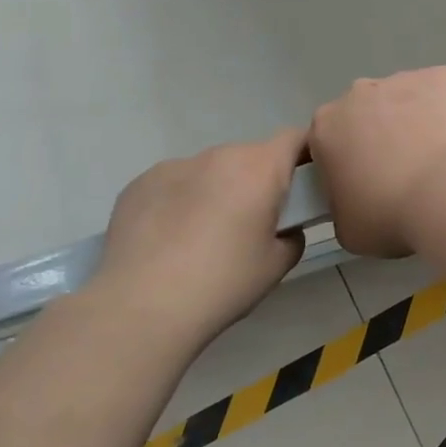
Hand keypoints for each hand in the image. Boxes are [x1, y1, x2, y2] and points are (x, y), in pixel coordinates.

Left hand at [91, 129, 306, 345]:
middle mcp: (219, 156)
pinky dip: (181, 200)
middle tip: (253, 221)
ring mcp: (175, 166)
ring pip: (211, 169)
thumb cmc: (223, 283)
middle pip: (251, 156)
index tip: (304, 181)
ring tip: (204, 234)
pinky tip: (170, 238)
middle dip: (257, 180)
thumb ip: (292, 236)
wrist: (141, 308)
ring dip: (218, 188)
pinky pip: (175, 183)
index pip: (295, 138)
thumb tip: (285, 228)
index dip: (305, 154)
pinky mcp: (139, 183)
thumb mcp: (277, 264)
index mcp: (260, 169)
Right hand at [310, 68, 445, 256]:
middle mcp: (360, 93)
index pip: (330, 139)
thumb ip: (343, 204)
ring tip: (440, 160)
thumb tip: (358, 199)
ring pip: (407, 100)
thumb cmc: (391, 214)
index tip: (368, 183)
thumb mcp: (347, 227)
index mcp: (327, 126)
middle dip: (382, 135)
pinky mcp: (444, 76)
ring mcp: (405, 79)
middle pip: (367, 113)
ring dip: (417, 121)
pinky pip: (443, 93)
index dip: (348, 161)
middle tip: (406, 171)